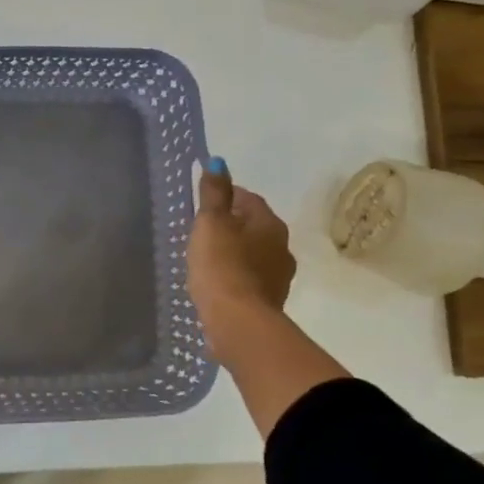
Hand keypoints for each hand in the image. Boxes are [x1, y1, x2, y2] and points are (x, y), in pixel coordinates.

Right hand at [187, 161, 296, 353]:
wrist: (238, 322)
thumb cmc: (222, 265)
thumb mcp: (211, 223)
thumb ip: (214, 193)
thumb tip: (218, 161)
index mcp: (269, 223)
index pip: (248, 199)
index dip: (226, 198)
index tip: (204, 205)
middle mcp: (281, 246)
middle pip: (253, 226)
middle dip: (231, 226)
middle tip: (202, 231)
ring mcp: (279, 276)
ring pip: (253, 253)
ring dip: (235, 252)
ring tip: (207, 258)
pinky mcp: (268, 300)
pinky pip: (250, 278)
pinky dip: (236, 275)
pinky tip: (217, 282)